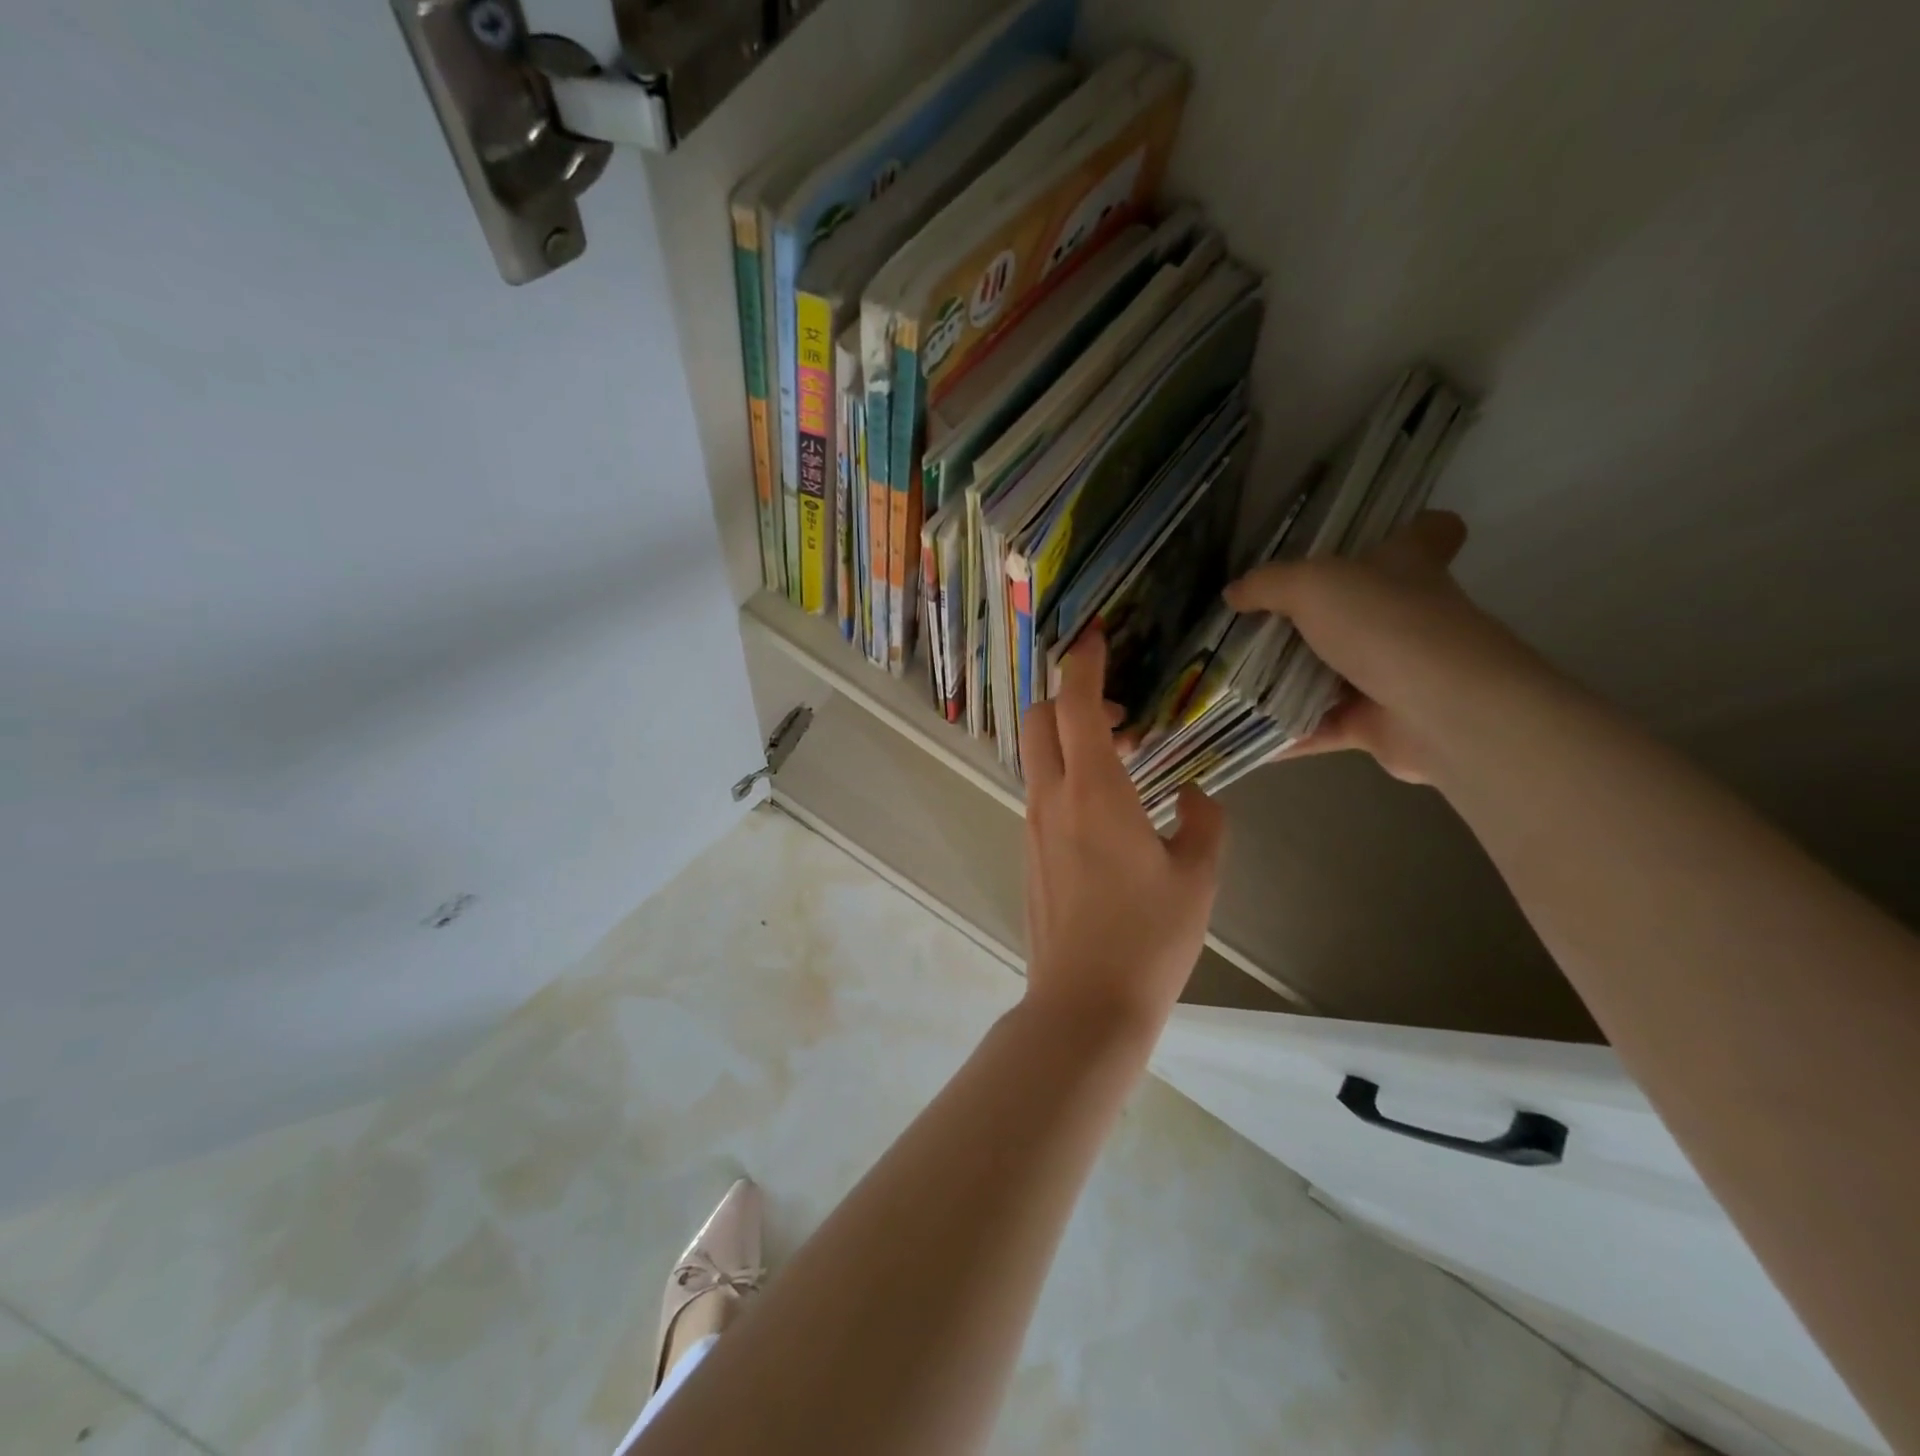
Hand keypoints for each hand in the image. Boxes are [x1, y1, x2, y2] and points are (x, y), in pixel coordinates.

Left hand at [1021, 627, 1225, 1037]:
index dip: (1083, 663)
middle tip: (1119, 714)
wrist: (1085, 1003)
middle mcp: (1051, 798)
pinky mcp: (1029, 852)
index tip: (1094, 636)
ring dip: (1069, 740)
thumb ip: (1204, 822)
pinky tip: (1105, 808)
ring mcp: (1033, 826)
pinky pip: (1041, 792)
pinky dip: (1064, 774)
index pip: (1075, 705)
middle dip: (1069, 698)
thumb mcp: (1198, 877)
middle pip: (1039, 719)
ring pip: (1037, 756)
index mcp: (1094, 791)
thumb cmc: (1148, 938)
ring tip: (1124, 760)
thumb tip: (1195, 795)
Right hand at [1224, 511, 1542, 784]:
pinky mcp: (1379, 723)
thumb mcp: (1312, 586)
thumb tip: (1233, 593)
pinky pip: (1322, 726)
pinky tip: (1243, 732)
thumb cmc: (1384, 625)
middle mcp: (1408, 617)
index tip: (1369, 540)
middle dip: (1312, 619)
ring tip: (1234, 680)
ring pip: (1335, 673)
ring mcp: (1396, 674)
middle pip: (1363, 610)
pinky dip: (1287, 732)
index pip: (1429, 533)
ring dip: (1290, 682)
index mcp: (1408, 567)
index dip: (1408, 529)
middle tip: (1255, 624)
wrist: (1439, 709)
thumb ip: (1268, 586)